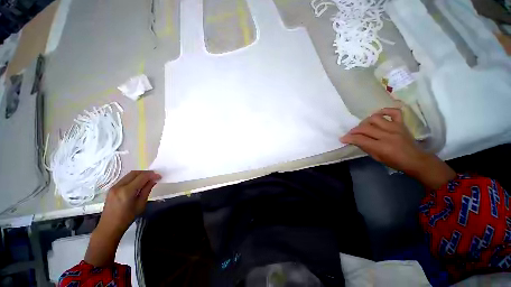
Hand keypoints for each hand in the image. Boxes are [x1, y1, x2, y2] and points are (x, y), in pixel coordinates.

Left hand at [99, 170, 161, 234]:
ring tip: (148, 179)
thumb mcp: (141, 204)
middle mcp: (119, 186)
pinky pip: (125, 179)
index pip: (142, 177)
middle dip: (146, 173)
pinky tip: (139, 183)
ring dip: (140, 175)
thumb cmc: (127, 218)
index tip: (159, 176)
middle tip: (154, 176)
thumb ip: (147, 190)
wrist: (109, 226)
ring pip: (129, 175)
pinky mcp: (112, 188)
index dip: (152, 175)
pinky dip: (134, 178)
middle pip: (134, 173)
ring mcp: (114, 186)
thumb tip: (153, 180)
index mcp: (127, 191)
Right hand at [341, 108, 455, 188]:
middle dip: (354, 130)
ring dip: (365, 122)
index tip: (342, 139)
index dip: (349, 138)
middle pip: (365, 128)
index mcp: (382, 147)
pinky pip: (394, 112)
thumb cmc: (395, 162)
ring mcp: (395, 127)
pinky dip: (385, 111)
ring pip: (375, 118)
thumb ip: (365, 147)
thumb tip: (354, 140)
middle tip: (350, 134)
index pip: (360, 139)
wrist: (416, 160)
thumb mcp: (377, 158)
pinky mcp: (402, 123)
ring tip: (364, 126)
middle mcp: (388, 135)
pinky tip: (378, 114)